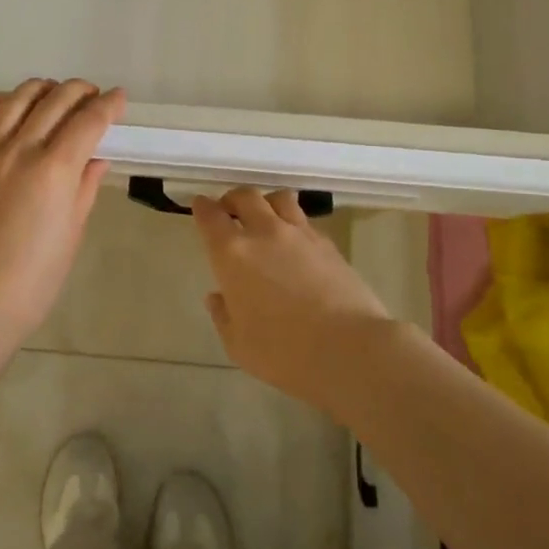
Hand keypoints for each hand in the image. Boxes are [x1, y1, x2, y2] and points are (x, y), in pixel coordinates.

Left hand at [0, 78, 125, 346]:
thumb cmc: (34, 279)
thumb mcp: (72, 233)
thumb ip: (85, 188)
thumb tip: (96, 158)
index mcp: (55, 170)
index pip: (88, 121)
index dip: (108, 105)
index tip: (119, 98)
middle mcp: (20, 150)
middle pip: (55, 101)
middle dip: (80, 91)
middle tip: (92, 96)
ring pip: (14, 101)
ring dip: (39, 89)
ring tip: (52, 93)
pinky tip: (2, 103)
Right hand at [193, 188, 393, 411]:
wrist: (349, 349)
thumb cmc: (284, 352)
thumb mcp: (238, 345)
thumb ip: (223, 315)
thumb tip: (218, 296)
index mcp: (232, 254)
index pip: (211, 216)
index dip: (203, 207)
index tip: (200, 206)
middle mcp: (264, 232)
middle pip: (245, 196)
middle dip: (233, 200)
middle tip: (230, 212)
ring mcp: (299, 234)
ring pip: (278, 198)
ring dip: (265, 202)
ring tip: (265, 217)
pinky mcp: (327, 243)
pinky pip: (304, 220)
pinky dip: (292, 223)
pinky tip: (294, 244)